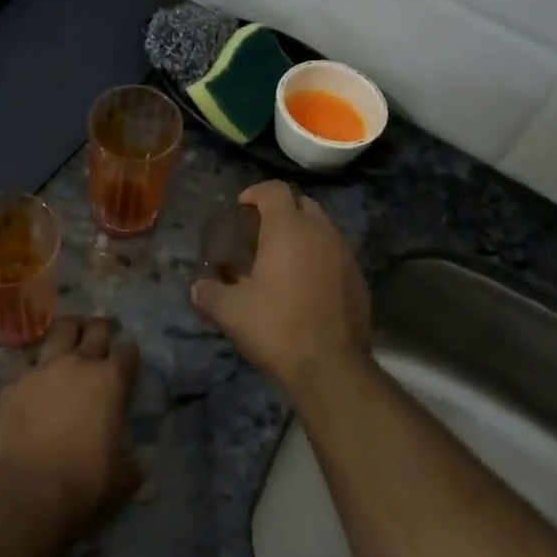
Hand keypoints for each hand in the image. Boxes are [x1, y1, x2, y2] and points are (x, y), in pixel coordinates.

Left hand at [0, 316, 140, 539]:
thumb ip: (133, 468)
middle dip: (102, 328)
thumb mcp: (122, 478)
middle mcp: (77, 364)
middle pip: (94, 328)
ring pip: (59, 332)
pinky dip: (36, 370)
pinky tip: (36, 383)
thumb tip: (143, 477)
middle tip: (102, 333)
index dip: (129, 353)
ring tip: (70, 335)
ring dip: (69, 331)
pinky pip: (28, 367)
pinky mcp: (12, 384)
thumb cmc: (83, 480)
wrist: (25, 490)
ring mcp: (41, 370)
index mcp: (110, 380)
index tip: (128, 358)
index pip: (127, 351)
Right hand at [190, 181, 371, 398]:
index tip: (242, 206)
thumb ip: (210, 293)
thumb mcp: (231, 311)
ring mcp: (345, 254)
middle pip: (302, 204)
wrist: (331, 366)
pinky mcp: (359, 279)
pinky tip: (305, 284)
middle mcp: (321, 232)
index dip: (256, 192)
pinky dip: (319, 258)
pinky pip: (336, 254)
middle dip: (282, 211)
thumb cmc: (276, 326)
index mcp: (289, 228)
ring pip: (323, 228)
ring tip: (282, 259)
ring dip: (303, 235)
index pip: (275, 190)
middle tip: (260, 232)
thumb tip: (197, 288)